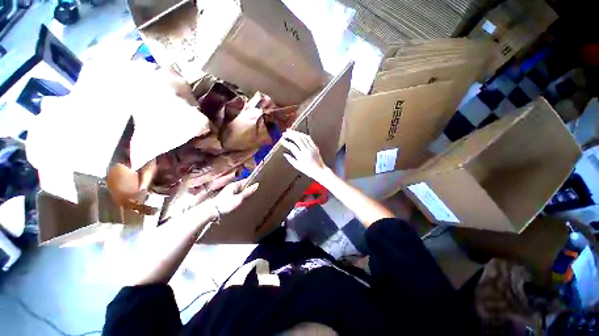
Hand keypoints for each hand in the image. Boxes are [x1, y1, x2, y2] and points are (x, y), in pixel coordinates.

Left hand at [212, 179, 258, 214]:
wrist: (211, 211)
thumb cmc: (226, 204)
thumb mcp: (239, 198)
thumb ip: (248, 191)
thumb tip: (256, 184)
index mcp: (235, 184)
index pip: (246, 180)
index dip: (252, 183)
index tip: (258, 186)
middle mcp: (231, 186)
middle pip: (243, 185)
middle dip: (248, 189)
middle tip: (254, 194)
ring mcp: (228, 190)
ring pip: (239, 190)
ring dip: (244, 193)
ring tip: (248, 198)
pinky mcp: (226, 195)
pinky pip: (236, 193)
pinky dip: (240, 196)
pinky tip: (241, 201)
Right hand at [281, 130, 328, 180]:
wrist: (319, 170)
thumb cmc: (307, 170)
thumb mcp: (297, 166)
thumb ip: (290, 159)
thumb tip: (284, 154)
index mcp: (301, 156)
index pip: (292, 146)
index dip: (286, 142)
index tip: (281, 140)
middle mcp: (306, 150)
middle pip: (297, 139)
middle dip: (290, 135)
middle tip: (284, 133)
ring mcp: (311, 147)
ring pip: (302, 136)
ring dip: (295, 133)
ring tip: (289, 131)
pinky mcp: (315, 146)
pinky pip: (308, 138)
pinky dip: (302, 134)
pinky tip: (298, 133)